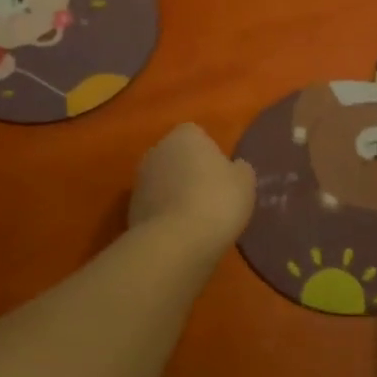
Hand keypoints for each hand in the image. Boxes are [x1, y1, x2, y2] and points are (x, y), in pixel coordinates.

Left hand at [129, 123, 255, 253]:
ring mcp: (140, 180)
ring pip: (163, 181)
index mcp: (184, 136)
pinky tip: (181, 232)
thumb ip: (239, 169)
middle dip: (189, 171)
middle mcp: (157, 151)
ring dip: (175, 193)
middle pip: (176, 156)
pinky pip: (155, 206)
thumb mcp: (245, 182)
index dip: (209, 152)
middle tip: (210, 194)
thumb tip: (234, 167)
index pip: (196, 134)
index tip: (221, 173)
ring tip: (196, 218)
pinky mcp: (130, 210)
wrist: (176, 242)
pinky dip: (165, 215)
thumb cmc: (217, 200)